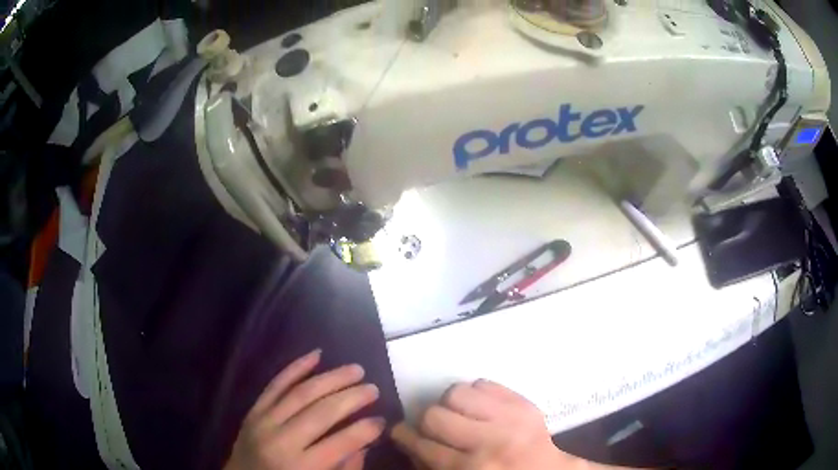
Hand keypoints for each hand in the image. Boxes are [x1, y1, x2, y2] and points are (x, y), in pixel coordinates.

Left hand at [225, 349, 384, 469]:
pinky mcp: (253, 410)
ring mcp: (263, 421)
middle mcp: (281, 440)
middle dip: (352, 398)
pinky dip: (295, 368)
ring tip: (356, 369)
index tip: (382, 420)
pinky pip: (275, 384)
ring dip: (331, 378)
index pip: (340, 443)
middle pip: (322, 412)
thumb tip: (364, 444)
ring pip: (301, 392)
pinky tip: (316, 355)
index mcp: (301, 466)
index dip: (365, 429)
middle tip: (373, 388)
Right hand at [391, 380, 580, 469]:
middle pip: (435, 415)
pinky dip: (476, 395)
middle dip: (428, 421)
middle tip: (436, 428)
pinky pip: (484, 383)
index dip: (405, 437)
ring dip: (452, 404)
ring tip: (461, 415)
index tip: (401, 432)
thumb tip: (409, 441)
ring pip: (457, 392)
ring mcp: (510, 417)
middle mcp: (489, 441)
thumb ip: (432, 464)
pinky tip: (481, 409)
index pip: (423, 445)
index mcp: (471, 468)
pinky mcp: (523, 402)